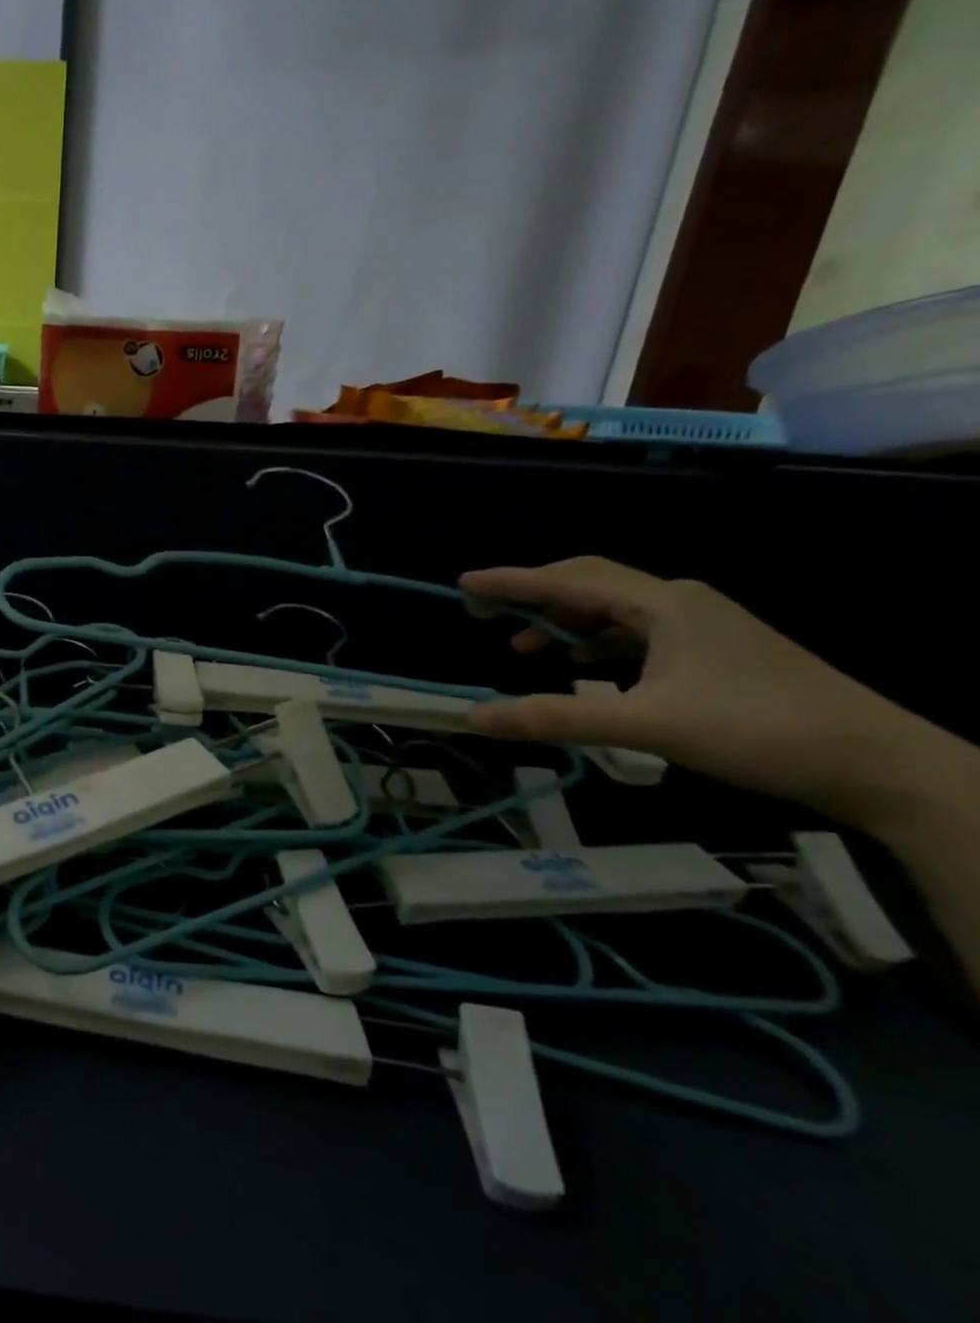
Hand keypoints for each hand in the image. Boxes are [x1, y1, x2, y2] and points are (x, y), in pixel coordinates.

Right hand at [460, 557, 941, 829]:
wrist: (881, 764)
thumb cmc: (758, 731)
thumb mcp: (647, 725)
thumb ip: (557, 718)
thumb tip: (474, 717)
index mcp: (663, 604)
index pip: (570, 580)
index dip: (512, 582)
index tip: (463, 584)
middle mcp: (680, 601)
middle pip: (591, 583)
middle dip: (534, 595)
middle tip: (486, 612)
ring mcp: (703, 626)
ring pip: (615, 610)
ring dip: (565, 623)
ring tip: (525, 649)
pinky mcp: (716, 651)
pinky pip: (639, 633)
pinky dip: (598, 644)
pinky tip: (586, 670)